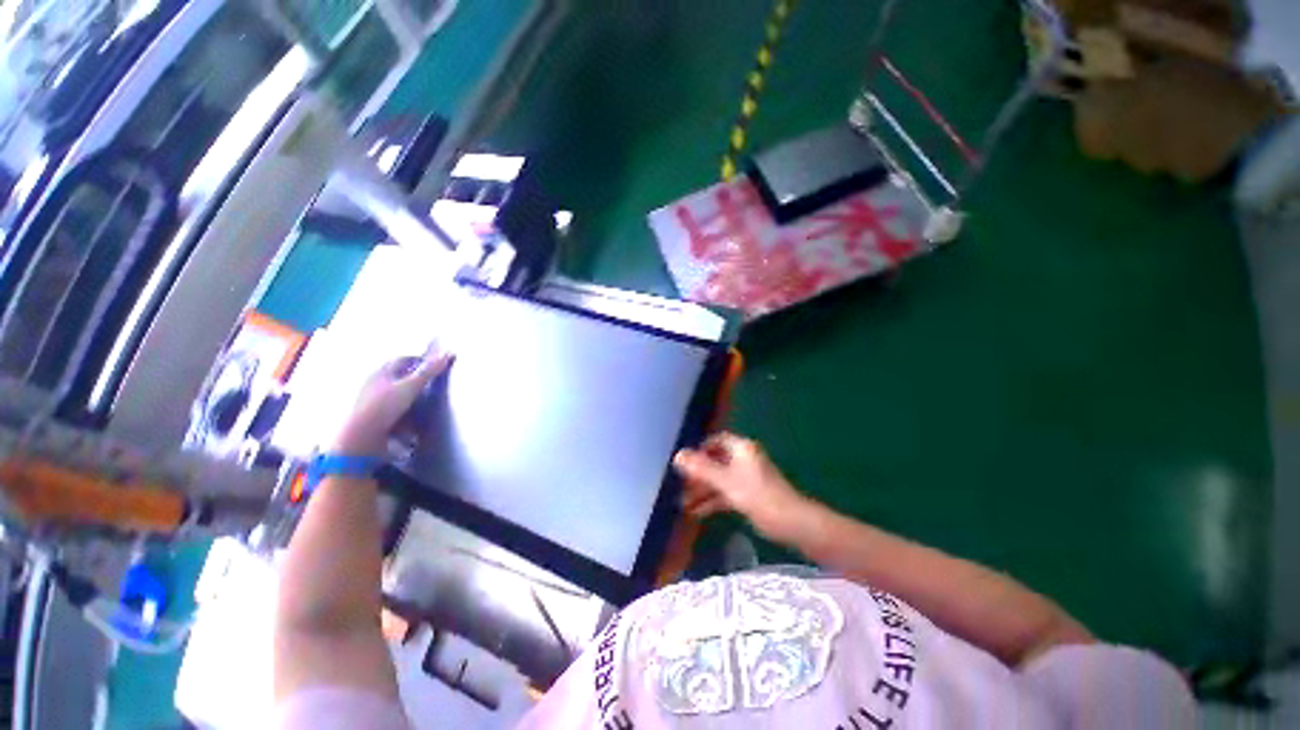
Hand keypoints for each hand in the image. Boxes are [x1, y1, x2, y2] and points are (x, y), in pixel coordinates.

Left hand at [332, 347, 452, 456]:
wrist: (360, 437)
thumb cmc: (382, 407)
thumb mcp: (410, 386)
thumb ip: (429, 371)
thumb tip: (448, 353)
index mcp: (381, 371)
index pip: (404, 359)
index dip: (422, 361)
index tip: (437, 365)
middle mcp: (376, 383)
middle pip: (402, 377)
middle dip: (419, 380)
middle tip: (435, 384)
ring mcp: (375, 401)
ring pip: (400, 394)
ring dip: (414, 398)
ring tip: (428, 403)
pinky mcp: (376, 417)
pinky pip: (396, 410)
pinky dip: (408, 413)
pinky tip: (415, 419)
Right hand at [673, 433, 808, 539]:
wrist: (791, 522)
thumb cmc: (757, 495)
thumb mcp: (726, 481)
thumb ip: (701, 469)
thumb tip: (677, 455)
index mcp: (741, 449)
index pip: (716, 441)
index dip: (700, 449)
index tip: (685, 462)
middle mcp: (744, 459)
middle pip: (716, 461)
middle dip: (698, 474)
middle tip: (679, 486)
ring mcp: (747, 478)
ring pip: (719, 479)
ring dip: (703, 490)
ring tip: (682, 504)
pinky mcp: (749, 495)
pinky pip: (726, 493)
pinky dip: (713, 500)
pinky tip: (697, 512)